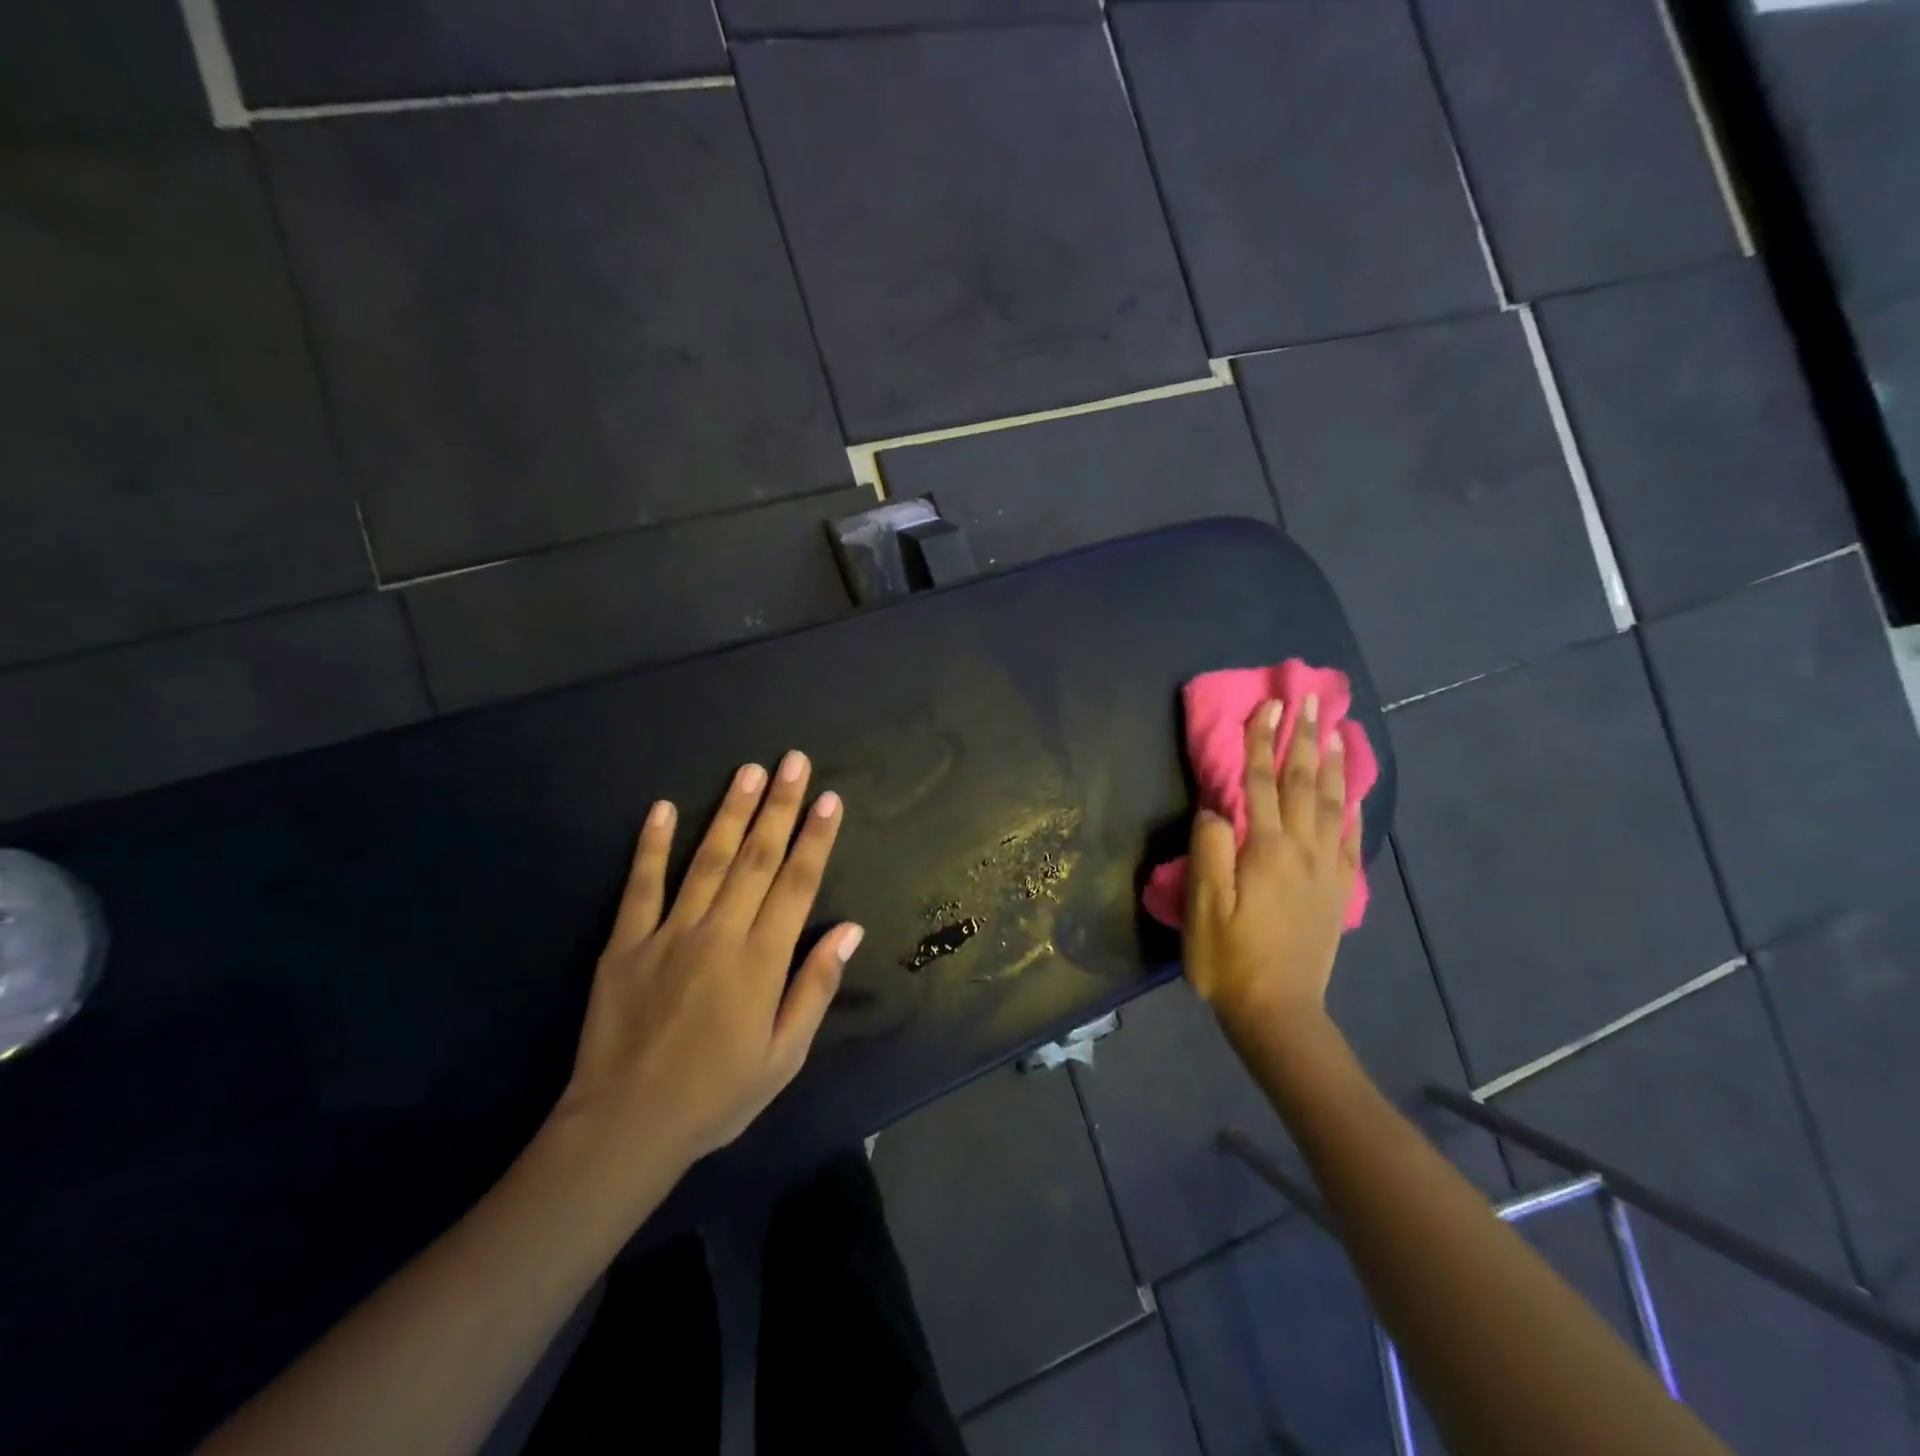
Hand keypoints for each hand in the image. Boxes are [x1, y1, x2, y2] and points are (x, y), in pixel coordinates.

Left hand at [550, 751, 863, 1187]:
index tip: (829, 799)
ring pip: (707, 860)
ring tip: (748, 770)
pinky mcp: (625, 943)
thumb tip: (849, 930)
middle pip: (756, 858)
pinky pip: (641, 886)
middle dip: (779, 806)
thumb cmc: (717, 1096)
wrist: (624, 1128)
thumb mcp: (783, 1056)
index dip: (816, 838)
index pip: (796, 884)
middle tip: (794, 762)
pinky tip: (662, 808)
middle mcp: (719, 934)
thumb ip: (815, 988)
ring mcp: (668, 934)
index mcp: (761, 961)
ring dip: (730, 812)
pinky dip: (651, 846)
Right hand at [1183, 695, 1359, 1040]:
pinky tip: (1355, 790)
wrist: (1278, 1010)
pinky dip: (1355, 807)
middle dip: (1304, 739)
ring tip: (1337, 730)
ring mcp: (1327, 869)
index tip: (1269, 705)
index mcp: (1266, 850)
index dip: (1262, 742)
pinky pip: (1352, 838)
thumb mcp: (1203, 906)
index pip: (1262, 783)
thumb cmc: (1228, 957)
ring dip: (1334, 763)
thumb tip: (1217, 807)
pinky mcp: (1339, 889)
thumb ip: (1209, 850)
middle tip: (1310, 701)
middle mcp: (1303, 850)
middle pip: (1304, 783)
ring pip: (1334, 804)